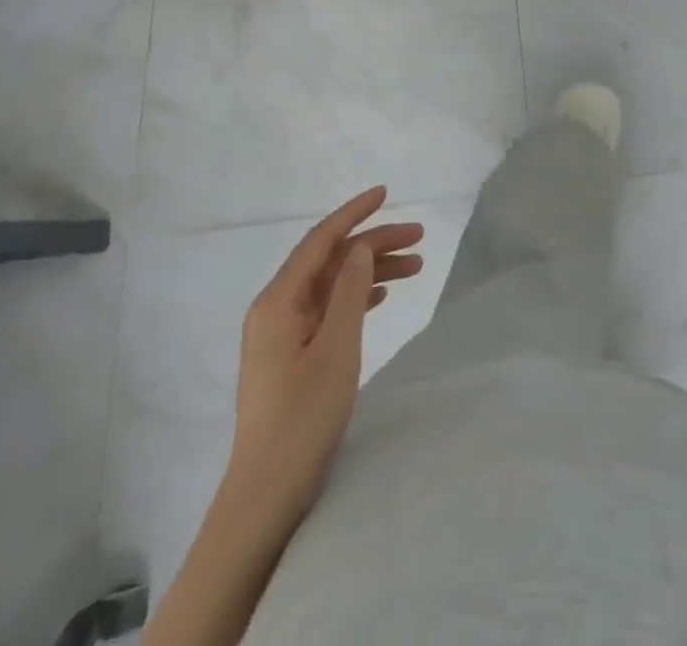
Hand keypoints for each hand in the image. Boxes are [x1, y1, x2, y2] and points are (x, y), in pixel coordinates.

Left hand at [228, 186, 423, 528]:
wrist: (267, 493)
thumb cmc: (303, 418)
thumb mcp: (337, 349)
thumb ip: (351, 292)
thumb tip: (360, 247)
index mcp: (279, 301)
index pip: (321, 240)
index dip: (354, 213)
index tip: (386, 192)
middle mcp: (277, 308)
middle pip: (330, 260)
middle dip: (373, 243)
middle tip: (419, 238)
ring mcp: (283, 332)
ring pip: (333, 284)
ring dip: (371, 271)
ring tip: (415, 266)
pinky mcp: (292, 353)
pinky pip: (329, 308)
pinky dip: (358, 296)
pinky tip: (384, 295)